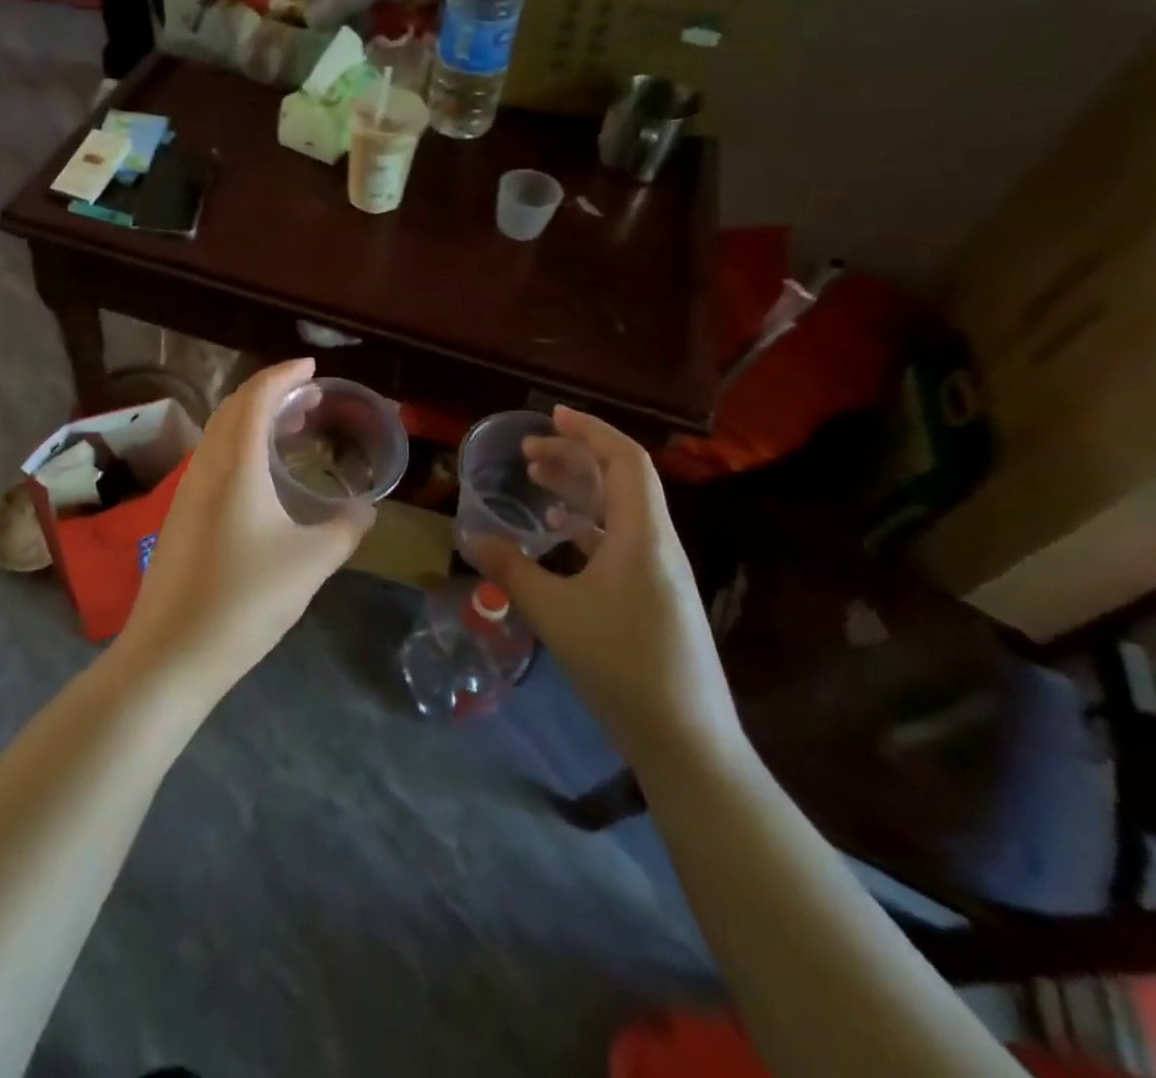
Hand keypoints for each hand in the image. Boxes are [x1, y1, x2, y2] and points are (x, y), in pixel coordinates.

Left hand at [117, 359, 374, 695]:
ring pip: (220, 435)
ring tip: (291, 430)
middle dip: (271, 393)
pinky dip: (240, 447)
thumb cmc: (245, 600)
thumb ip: (345, 529)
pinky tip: (261, 477)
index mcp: (235, 465)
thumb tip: (365, 509)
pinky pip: (213, 460)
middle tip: (310, 398)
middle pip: (233, 409)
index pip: (256, 397)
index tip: (313, 368)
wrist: (171, 653)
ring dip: (253, 420)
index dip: (284, 374)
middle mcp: (205, 467)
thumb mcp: (310, 563)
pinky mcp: (179, 517)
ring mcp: (186, 492)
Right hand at [464, 407, 740, 765]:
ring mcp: (659, 570)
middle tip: (529, 453)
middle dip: (575, 456)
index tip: (551, 415)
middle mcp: (656, 542)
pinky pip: (620, 540)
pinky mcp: (655, 595)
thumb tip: (469, 536)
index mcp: (642, 535)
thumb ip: (510, 570)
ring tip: (537, 483)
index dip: (590, 430)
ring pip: (620, 509)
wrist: (686, 739)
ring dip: (580, 489)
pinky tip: (560, 535)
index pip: (624, 459)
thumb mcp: (554, 613)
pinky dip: (588, 525)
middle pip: (621, 479)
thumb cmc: (621, 665)